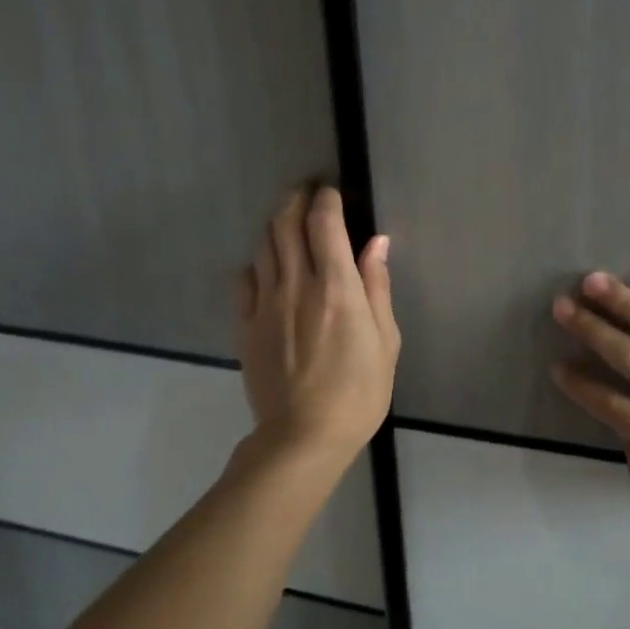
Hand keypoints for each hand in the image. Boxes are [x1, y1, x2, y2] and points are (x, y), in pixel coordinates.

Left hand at [235, 186, 398, 467]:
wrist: (304, 436)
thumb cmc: (359, 390)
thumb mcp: (386, 339)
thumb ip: (377, 286)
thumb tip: (376, 241)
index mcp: (336, 286)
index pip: (324, 223)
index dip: (326, 199)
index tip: (332, 192)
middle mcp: (296, 285)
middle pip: (285, 224)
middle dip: (295, 199)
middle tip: (306, 193)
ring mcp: (265, 304)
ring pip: (263, 247)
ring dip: (276, 226)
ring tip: (289, 224)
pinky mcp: (245, 325)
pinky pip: (244, 280)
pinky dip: (256, 264)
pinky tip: (267, 269)